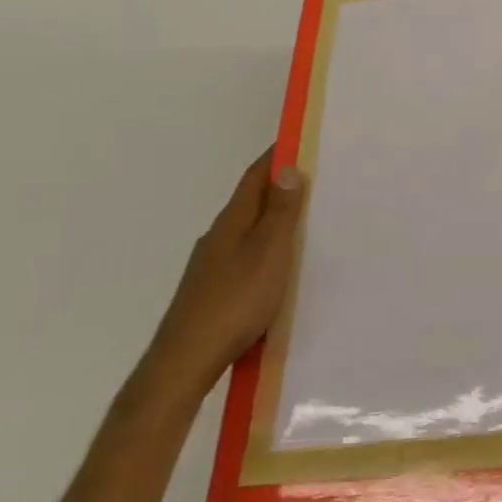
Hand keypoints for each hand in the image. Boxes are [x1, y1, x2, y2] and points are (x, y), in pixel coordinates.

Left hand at [144, 146, 305, 398]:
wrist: (185, 362)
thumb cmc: (235, 301)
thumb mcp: (269, 252)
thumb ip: (280, 212)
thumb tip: (287, 168)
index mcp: (232, 221)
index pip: (255, 177)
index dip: (276, 156)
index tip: (300, 139)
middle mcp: (218, 236)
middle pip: (251, 202)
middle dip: (279, 187)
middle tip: (316, 179)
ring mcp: (211, 265)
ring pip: (247, 231)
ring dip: (272, 220)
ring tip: (305, 222)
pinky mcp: (211, 291)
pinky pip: (244, 256)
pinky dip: (265, 248)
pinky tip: (278, 266)